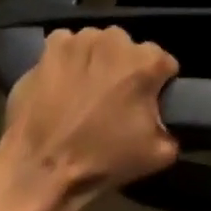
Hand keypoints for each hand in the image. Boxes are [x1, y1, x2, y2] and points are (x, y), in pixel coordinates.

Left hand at [0, 27, 179, 210]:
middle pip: (130, 50)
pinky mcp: (52, 46)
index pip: (164, 63)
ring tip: (83, 92)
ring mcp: (82, 39)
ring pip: (98, 45)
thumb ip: (172, 130)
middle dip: (125, 70)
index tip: (146, 105)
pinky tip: (61, 83)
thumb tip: (167, 122)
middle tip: (112, 101)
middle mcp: (117, 40)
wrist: (38, 171)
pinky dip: (67, 59)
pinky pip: (67, 45)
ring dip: (96, 62)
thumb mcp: (156, 156)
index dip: (157, 85)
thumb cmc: (100, 161)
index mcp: (147, 62)